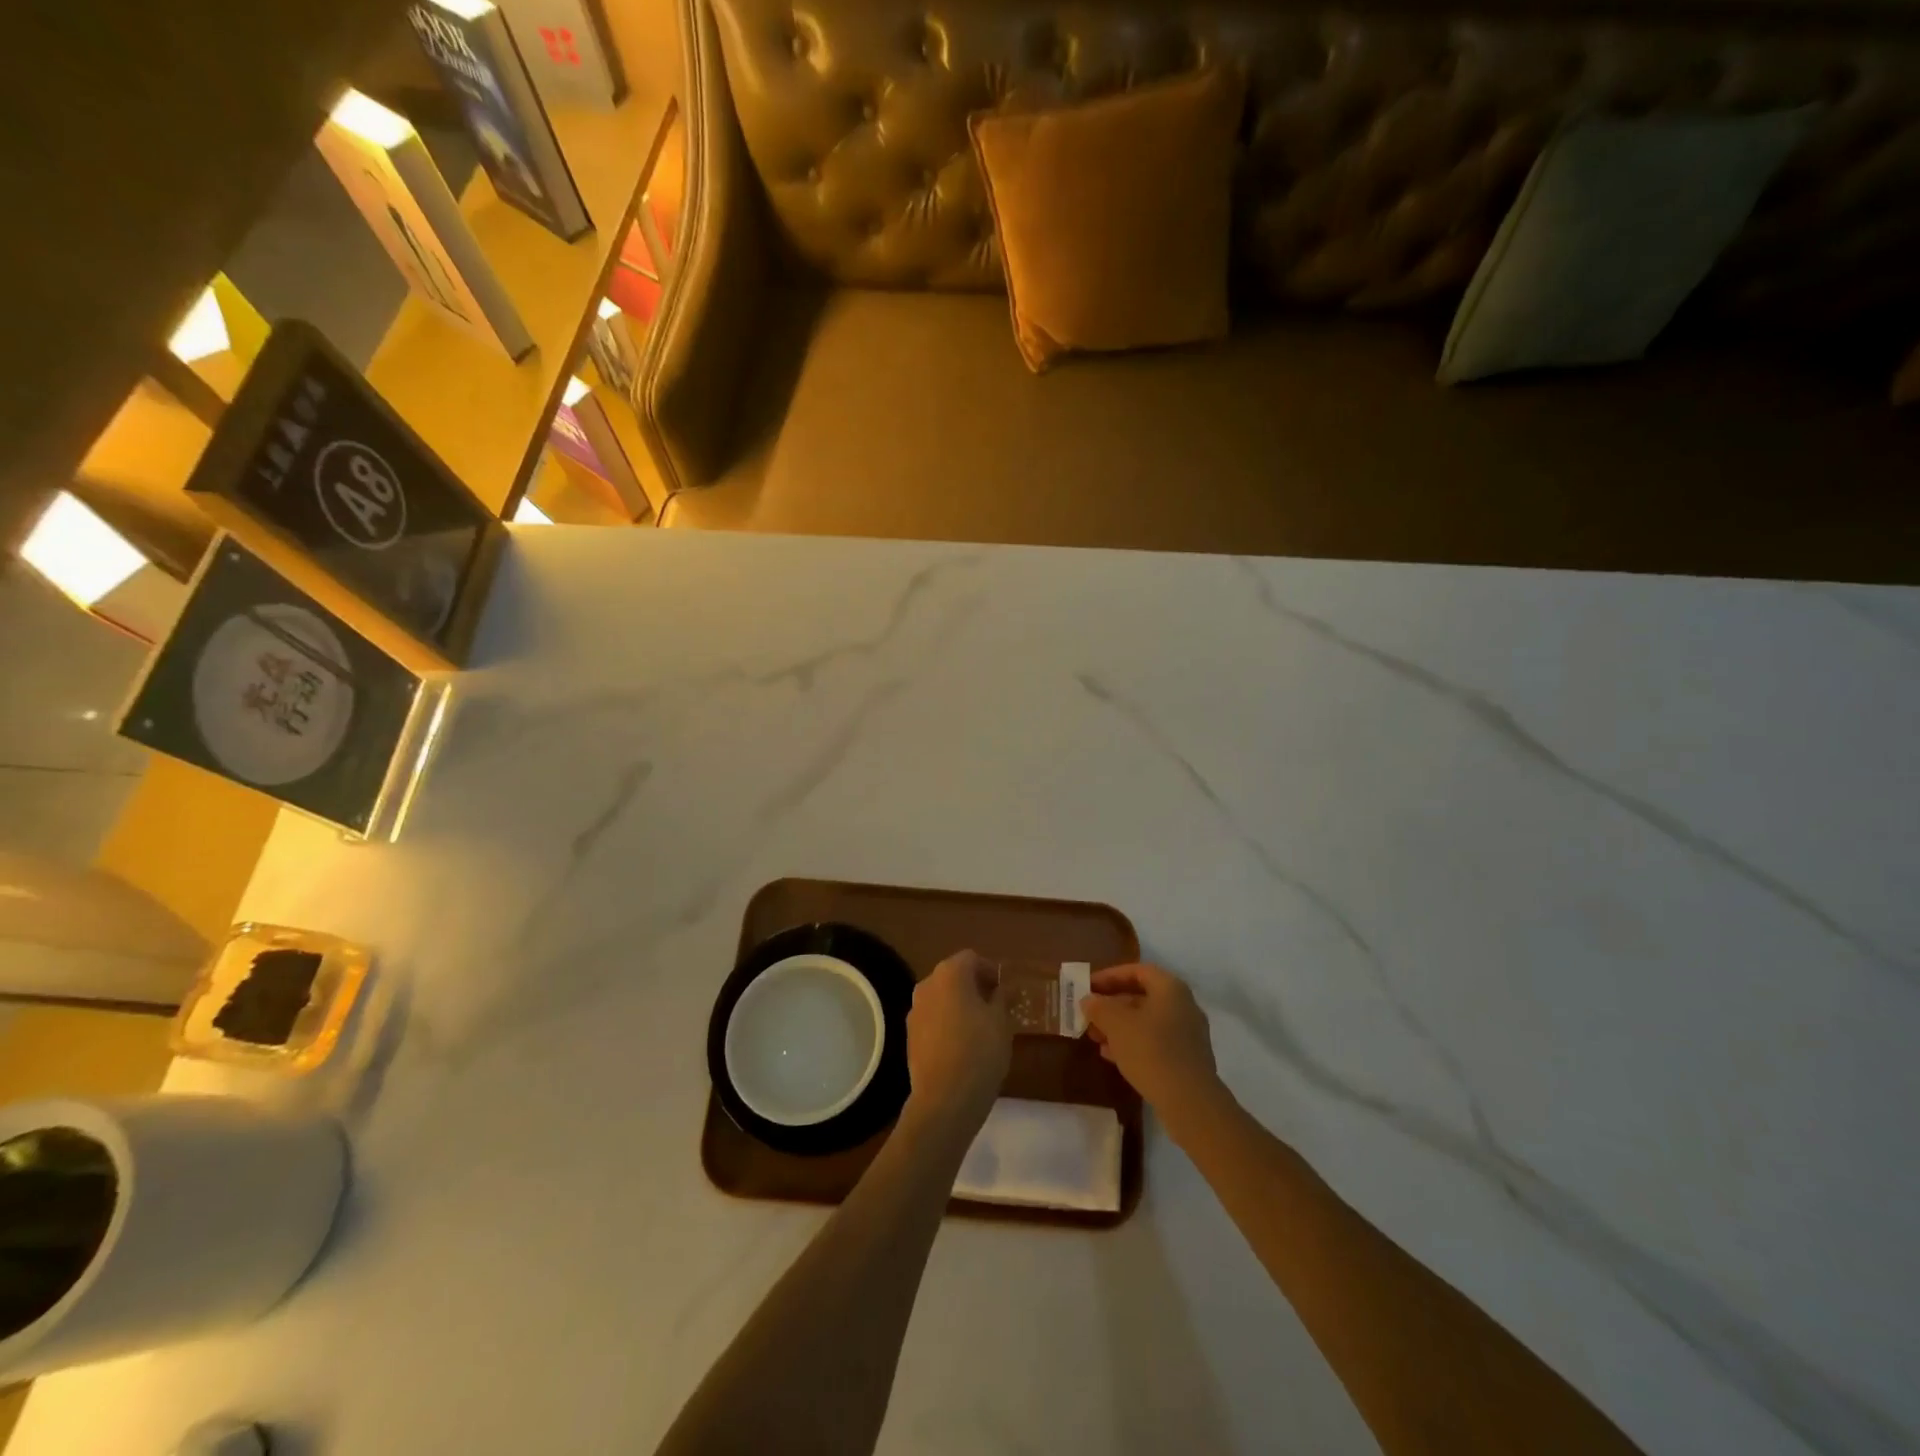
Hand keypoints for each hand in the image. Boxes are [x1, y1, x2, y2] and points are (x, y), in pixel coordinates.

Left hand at [904, 950, 1011, 1134]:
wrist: (945, 1099)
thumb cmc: (980, 1051)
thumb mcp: (1001, 1022)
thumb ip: (1002, 998)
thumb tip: (1002, 989)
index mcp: (950, 973)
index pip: (972, 959)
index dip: (991, 971)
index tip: (1004, 991)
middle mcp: (927, 984)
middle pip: (954, 976)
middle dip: (974, 987)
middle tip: (995, 1008)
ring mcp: (915, 1010)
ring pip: (942, 998)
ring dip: (959, 1005)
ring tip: (980, 1028)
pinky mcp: (909, 1035)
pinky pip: (933, 1019)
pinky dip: (947, 1023)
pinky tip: (962, 1045)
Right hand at [1079, 963, 1224, 1127]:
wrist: (1189, 1101)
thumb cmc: (1151, 1050)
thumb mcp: (1116, 1024)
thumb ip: (1099, 1007)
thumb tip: (1089, 1000)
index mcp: (1170, 988)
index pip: (1137, 971)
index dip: (1110, 976)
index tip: (1088, 986)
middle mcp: (1183, 1006)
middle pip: (1142, 997)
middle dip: (1112, 1004)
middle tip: (1089, 1014)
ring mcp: (1187, 1034)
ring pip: (1147, 1022)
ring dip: (1119, 1026)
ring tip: (1095, 1037)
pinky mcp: (1186, 1060)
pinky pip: (1155, 1043)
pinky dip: (1132, 1044)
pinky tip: (1111, 1056)